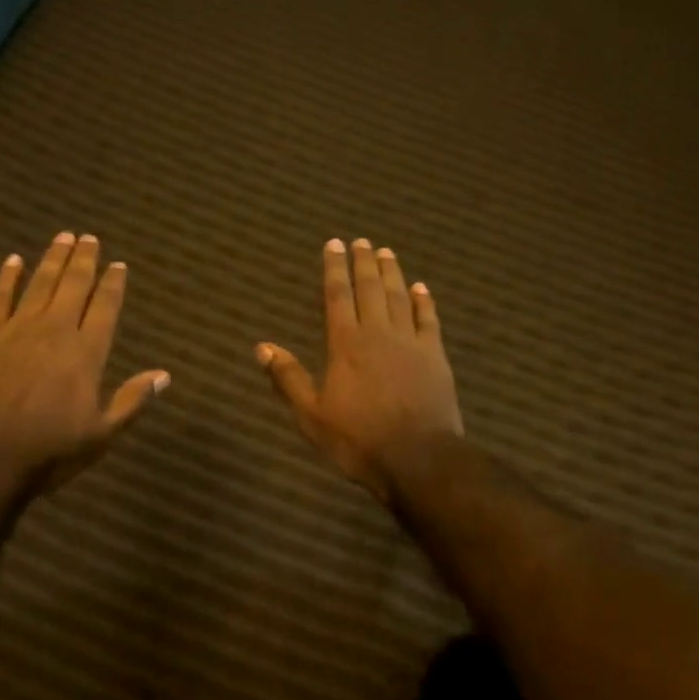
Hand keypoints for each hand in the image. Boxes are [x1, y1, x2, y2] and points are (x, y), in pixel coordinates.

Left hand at [0, 233, 168, 493]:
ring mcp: (17, 329)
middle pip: (73, 286)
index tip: (118, 264)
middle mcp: (55, 330)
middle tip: (89, 238)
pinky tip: (13, 260)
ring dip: (53, 259)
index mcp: (86, 352)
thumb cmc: (48, 451)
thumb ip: (132, 400)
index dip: (113, 284)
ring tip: (63, 237)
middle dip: (84, 260)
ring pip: (39, 284)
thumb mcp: (101, 434)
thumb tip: (164, 374)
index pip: (105, 307)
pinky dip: (7, 277)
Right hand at [256, 238, 462, 502]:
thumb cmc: (358, 439)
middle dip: (364, 262)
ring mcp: (410, 343)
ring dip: (392, 273)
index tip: (334, 244)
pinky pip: (429, 320)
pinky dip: (424, 302)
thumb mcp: (312, 415)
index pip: (337, 296)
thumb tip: (262, 347)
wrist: (418, 458)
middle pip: (370, 289)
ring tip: (387, 253)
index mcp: (345, 344)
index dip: (334, 268)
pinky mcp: (435, 357)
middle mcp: (378, 333)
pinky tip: (421, 288)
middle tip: (362, 241)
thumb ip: (289, 378)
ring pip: (399, 298)